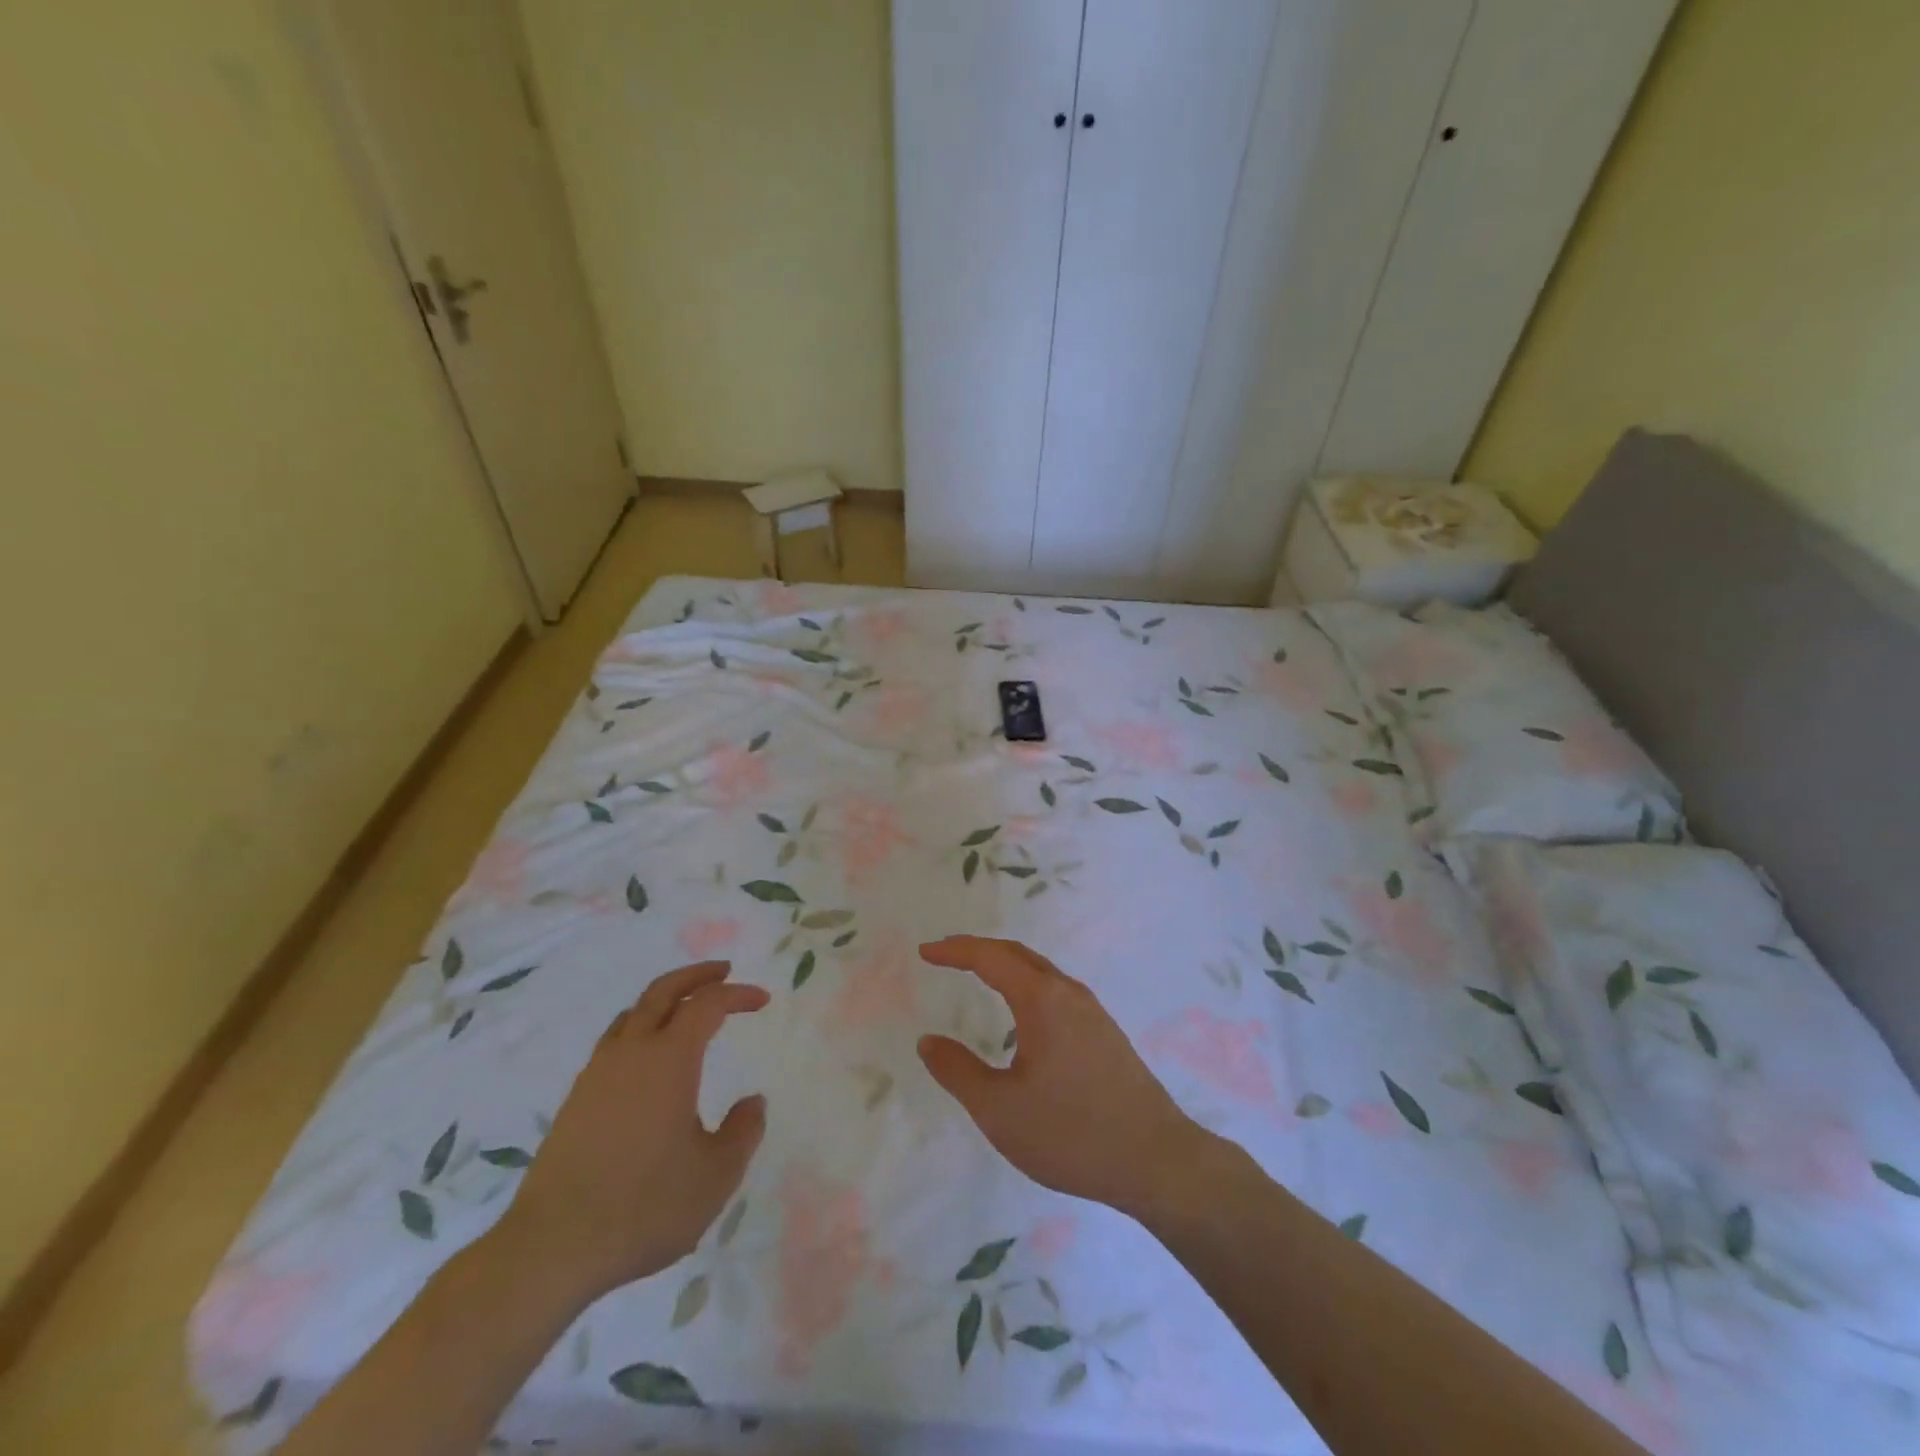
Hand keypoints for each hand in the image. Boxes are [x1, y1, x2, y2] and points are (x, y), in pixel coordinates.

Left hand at [493, 961, 768, 1304]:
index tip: (762, 1000)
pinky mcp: (576, 1101)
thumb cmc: (645, 1206)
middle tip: (724, 972)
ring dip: (664, 1000)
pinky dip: (640, 1029)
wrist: (551, 1249)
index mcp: (669, 1059)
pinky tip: (648, 1061)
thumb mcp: (716, 1175)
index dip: (738, 995)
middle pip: (663, 991)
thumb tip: (753, 1102)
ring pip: (632, 1014)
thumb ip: (743, 1132)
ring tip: (686, 1010)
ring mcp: (597, 1075)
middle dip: (697, 975)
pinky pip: (614, 1043)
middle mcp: (631, 1053)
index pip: (708, 1004)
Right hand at [916, 936, 1203, 1215]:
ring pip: (1040, 971)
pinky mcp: (1105, 1032)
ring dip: (1005, 964)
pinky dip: (1026, 983)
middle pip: (1017, 954)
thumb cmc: (1071, 1133)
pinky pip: (1056, 990)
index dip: (955, 950)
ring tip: (977, 974)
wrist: (1156, 1160)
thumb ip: (958, 1071)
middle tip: (944, 956)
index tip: (925, 952)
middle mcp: (1068, 993)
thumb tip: (928, 1041)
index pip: (990, 957)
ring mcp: (1092, 1011)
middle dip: (978, 949)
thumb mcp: (1000, 1109)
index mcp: (1041, 999)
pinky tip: (1022, 1013)